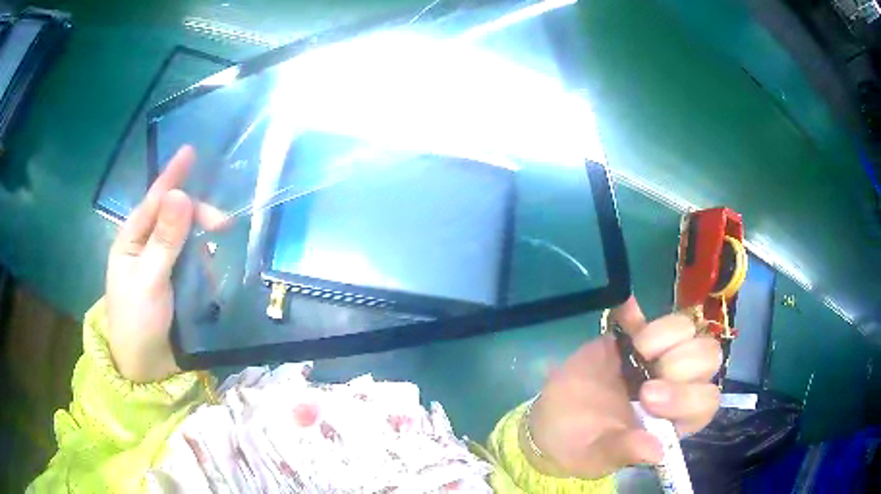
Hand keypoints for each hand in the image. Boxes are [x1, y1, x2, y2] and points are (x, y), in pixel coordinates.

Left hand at [105, 146, 195, 382]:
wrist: (145, 369)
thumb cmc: (137, 321)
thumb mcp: (148, 280)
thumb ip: (165, 240)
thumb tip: (180, 195)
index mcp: (132, 239)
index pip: (154, 199)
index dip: (172, 176)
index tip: (191, 151)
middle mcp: (147, 245)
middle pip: (175, 216)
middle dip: (198, 216)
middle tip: (223, 226)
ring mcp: (162, 264)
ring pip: (187, 238)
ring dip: (203, 240)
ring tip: (218, 250)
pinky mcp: (175, 283)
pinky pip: (193, 261)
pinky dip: (206, 261)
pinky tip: (214, 270)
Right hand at [526, 296, 721, 478]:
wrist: (550, 419)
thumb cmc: (578, 445)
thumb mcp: (597, 456)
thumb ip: (625, 452)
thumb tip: (656, 452)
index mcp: (674, 420)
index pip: (706, 402)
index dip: (687, 395)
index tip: (647, 397)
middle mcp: (676, 386)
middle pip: (709, 357)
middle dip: (682, 361)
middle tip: (646, 371)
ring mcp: (658, 356)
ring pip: (688, 329)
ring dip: (665, 334)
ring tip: (635, 350)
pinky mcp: (634, 336)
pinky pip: (646, 314)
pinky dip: (636, 311)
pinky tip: (625, 313)